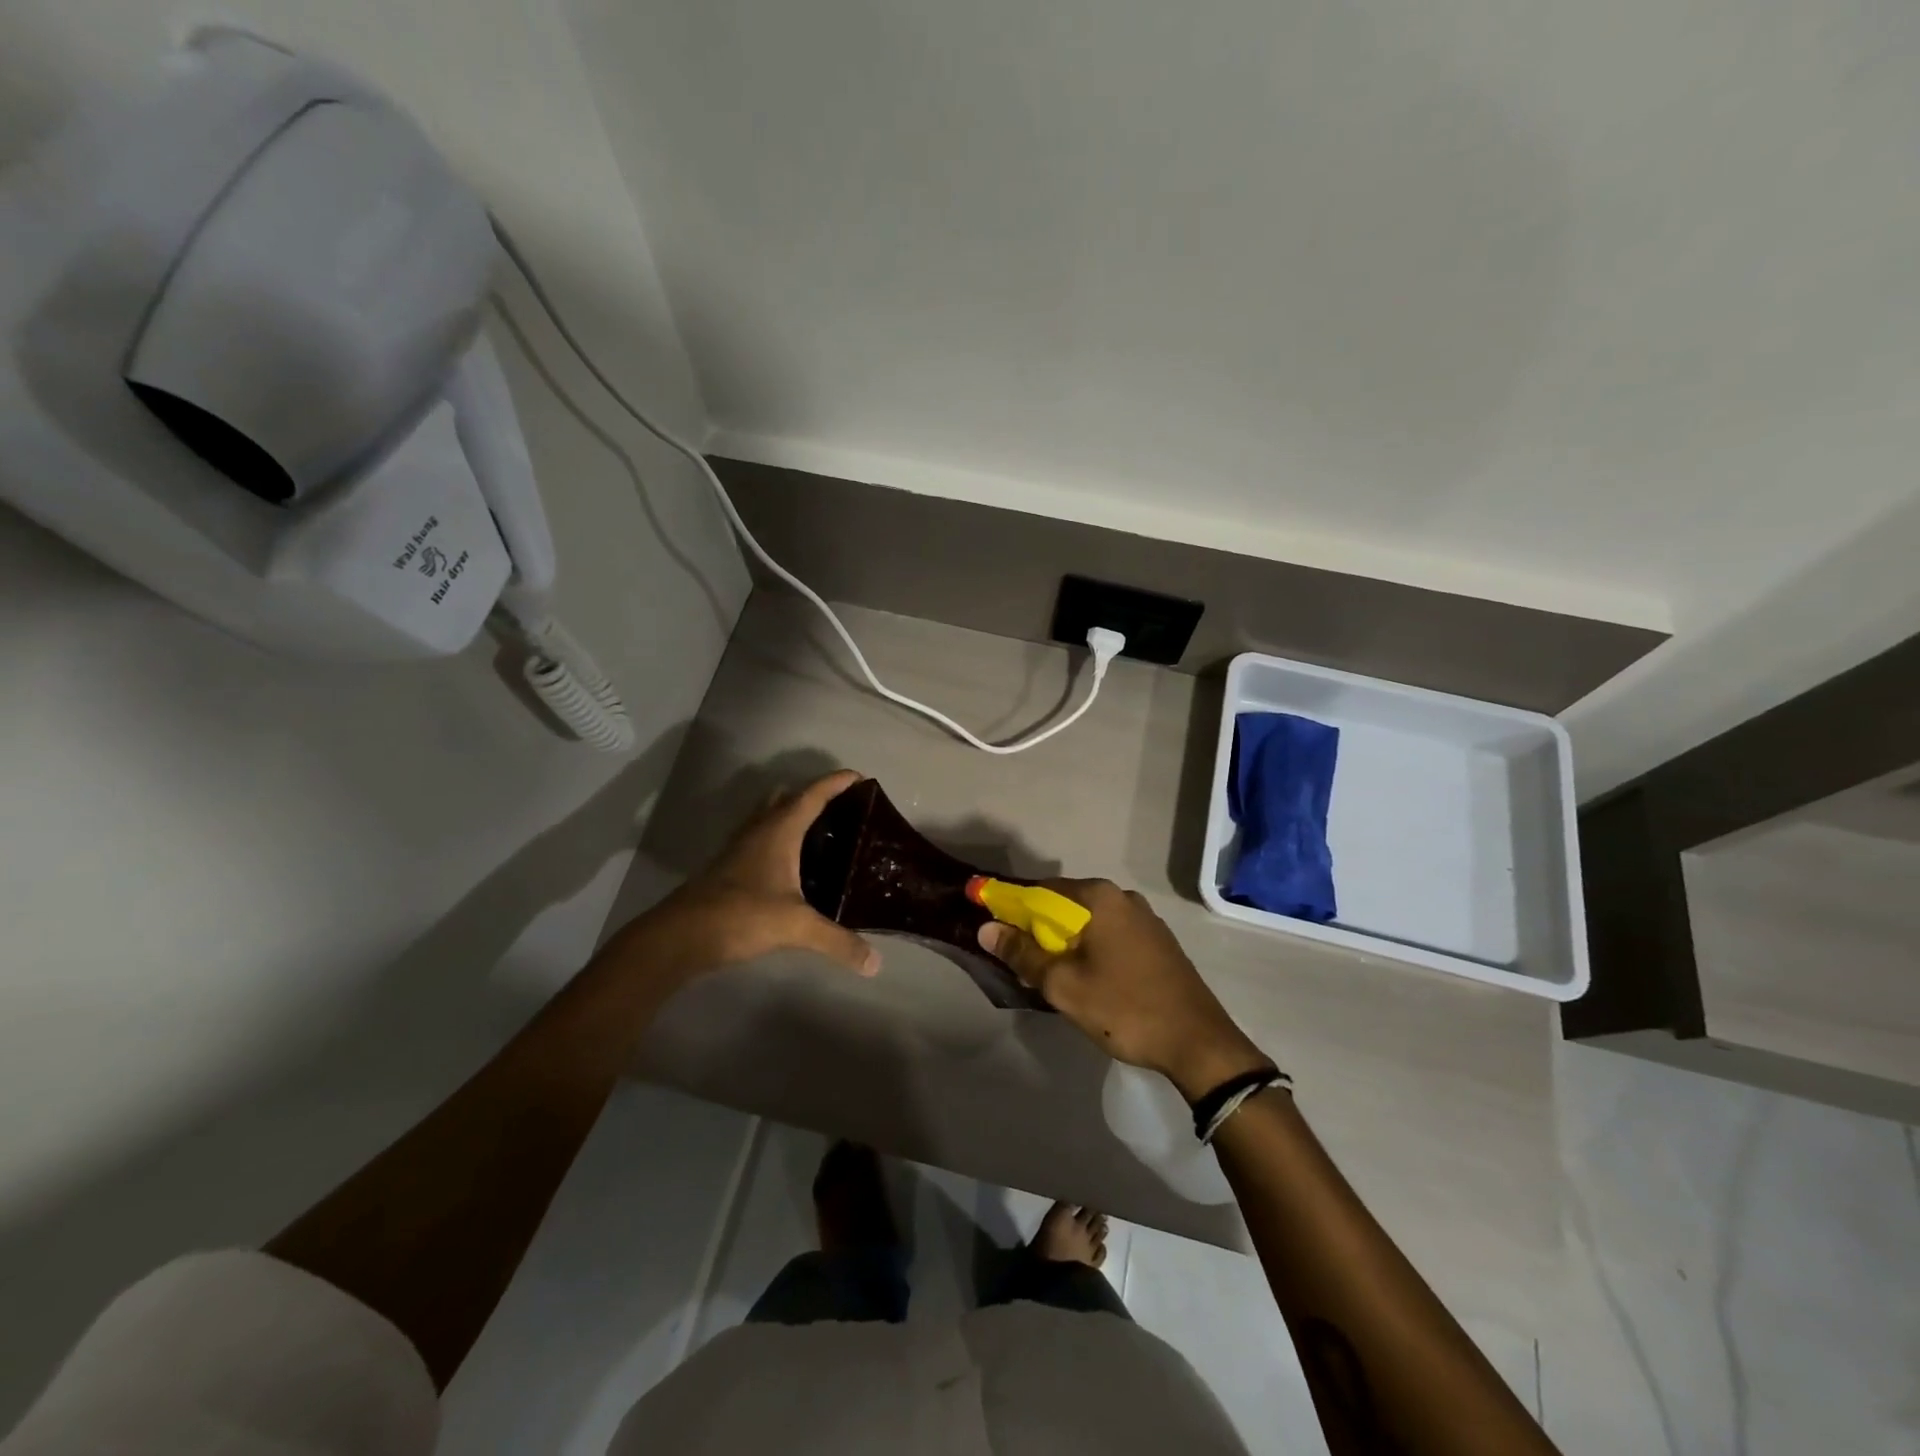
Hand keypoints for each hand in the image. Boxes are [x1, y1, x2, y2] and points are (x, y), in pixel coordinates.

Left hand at [617, 770, 879, 981]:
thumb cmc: (741, 915)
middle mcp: (759, 829)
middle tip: (842, 809)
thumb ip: (837, 941)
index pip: (813, 795)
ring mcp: (740, 847)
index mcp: (779, 830)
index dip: (836, 783)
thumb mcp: (796, 927)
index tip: (860, 777)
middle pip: (787, 797)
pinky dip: (778, 838)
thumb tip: (876, 963)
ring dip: (791, 814)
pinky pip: (760, 837)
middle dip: (814, 795)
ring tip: (821, 833)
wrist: (681, 935)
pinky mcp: (729, 866)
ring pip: (769, 816)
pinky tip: (791, 865)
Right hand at [978, 879, 1268, 1099]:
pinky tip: (1085, 977)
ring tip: (1048, 974)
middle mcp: (1123, 898)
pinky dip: (1089, 948)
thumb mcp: (1063, 985)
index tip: (991, 925)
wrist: (1198, 1043)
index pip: (1040, 890)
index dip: (1011, 906)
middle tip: (1018, 959)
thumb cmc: (1124, 1008)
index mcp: (1099, 898)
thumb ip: (1022, 953)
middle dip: (1037, 928)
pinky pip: (1110, 935)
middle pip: (1065, 905)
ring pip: (1089, 922)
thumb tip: (986, 928)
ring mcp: (1145, 919)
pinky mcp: (1158, 943)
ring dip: (1064, 941)